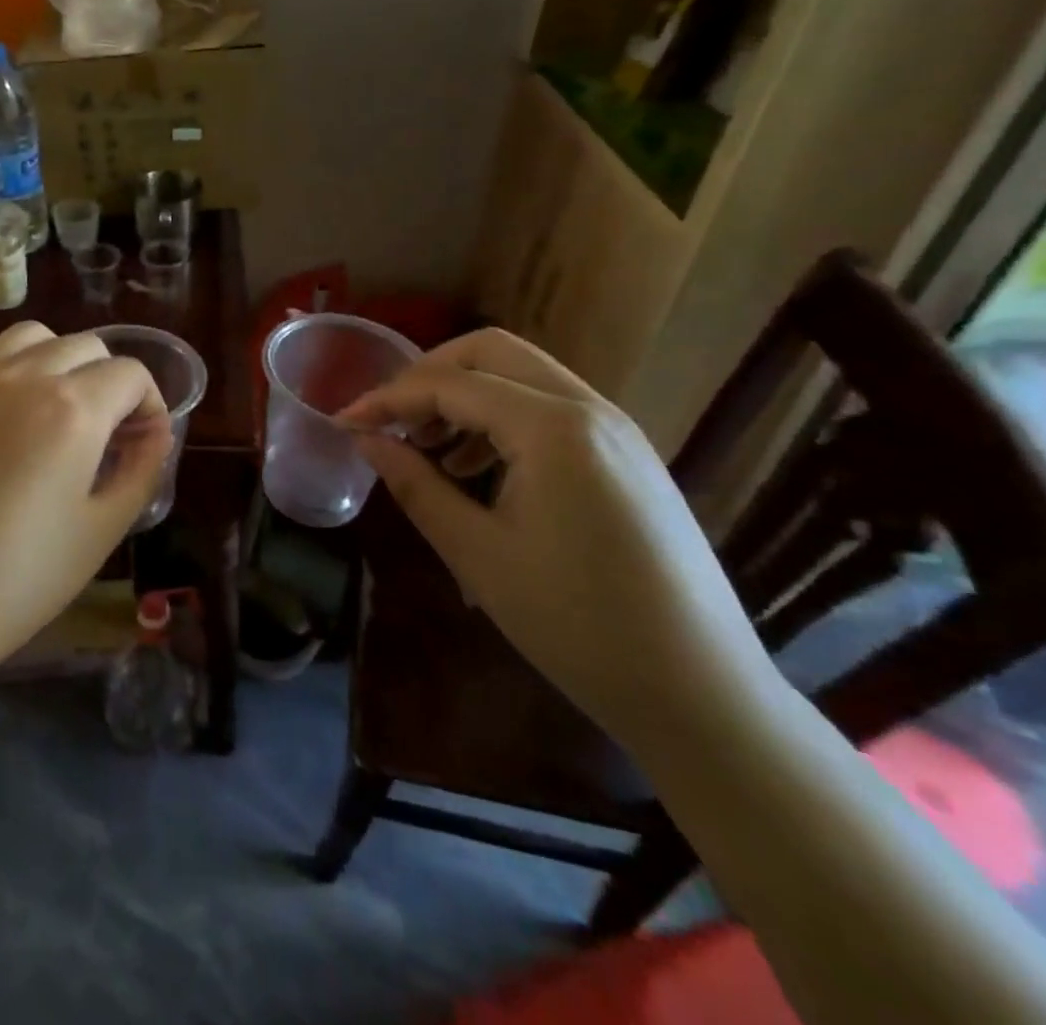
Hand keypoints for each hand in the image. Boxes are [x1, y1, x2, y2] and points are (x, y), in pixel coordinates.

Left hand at [0, 322, 170, 686]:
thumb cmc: (13, 581)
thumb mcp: (100, 532)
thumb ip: (141, 470)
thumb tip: (154, 433)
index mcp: (72, 408)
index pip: (130, 373)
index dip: (150, 404)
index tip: (142, 443)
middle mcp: (22, 376)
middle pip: (85, 346)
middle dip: (110, 381)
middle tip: (106, 435)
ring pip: (32, 339)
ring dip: (60, 363)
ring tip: (55, 414)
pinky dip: (13, 376)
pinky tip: (2, 431)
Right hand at [341, 328, 775, 743]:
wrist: (702, 693)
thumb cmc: (576, 623)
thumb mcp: (477, 553)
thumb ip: (415, 485)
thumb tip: (366, 441)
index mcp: (552, 428)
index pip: (449, 384)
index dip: (388, 399)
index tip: (344, 422)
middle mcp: (589, 408)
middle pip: (490, 352)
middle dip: (427, 375)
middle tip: (389, 418)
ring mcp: (616, 429)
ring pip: (522, 376)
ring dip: (464, 395)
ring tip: (426, 448)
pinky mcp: (627, 455)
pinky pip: (550, 408)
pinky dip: (500, 418)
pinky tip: (475, 468)